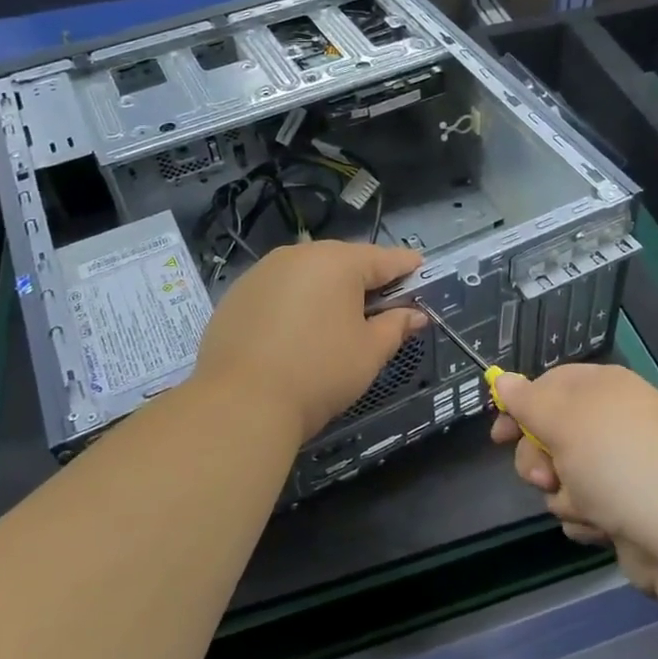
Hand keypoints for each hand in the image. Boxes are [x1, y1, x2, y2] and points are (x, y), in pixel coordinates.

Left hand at [195, 241, 425, 444]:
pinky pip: (279, 289)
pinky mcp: (237, 294)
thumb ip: (396, 326)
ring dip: (327, 289)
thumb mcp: (369, 352)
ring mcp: (262, 272)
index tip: (420, 271)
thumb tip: (415, 315)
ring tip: (340, 317)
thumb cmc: (319, 372)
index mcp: (337, 261)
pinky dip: (296, 301)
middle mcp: (299, 255)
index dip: (405, 267)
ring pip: (308, 273)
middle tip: (383, 302)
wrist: (239, 403)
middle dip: (365, 278)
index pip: (383, 259)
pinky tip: (298, 329)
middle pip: (343, 261)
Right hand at [490, 363, 657, 600]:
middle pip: (550, 434)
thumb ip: (527, 401)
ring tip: (588, 507)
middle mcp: (614, 422)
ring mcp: (622, 466)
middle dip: (539, 460)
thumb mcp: (564, 421)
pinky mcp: (626, 507)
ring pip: (563, 476)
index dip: (520, 408)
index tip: (499, 436)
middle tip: (545, 477)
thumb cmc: (619, 463)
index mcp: (604, 388)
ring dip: (564, 494)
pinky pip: (584, 506)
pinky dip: (586, 518)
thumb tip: (502, 378)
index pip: (549, 385)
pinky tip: (603, 527)